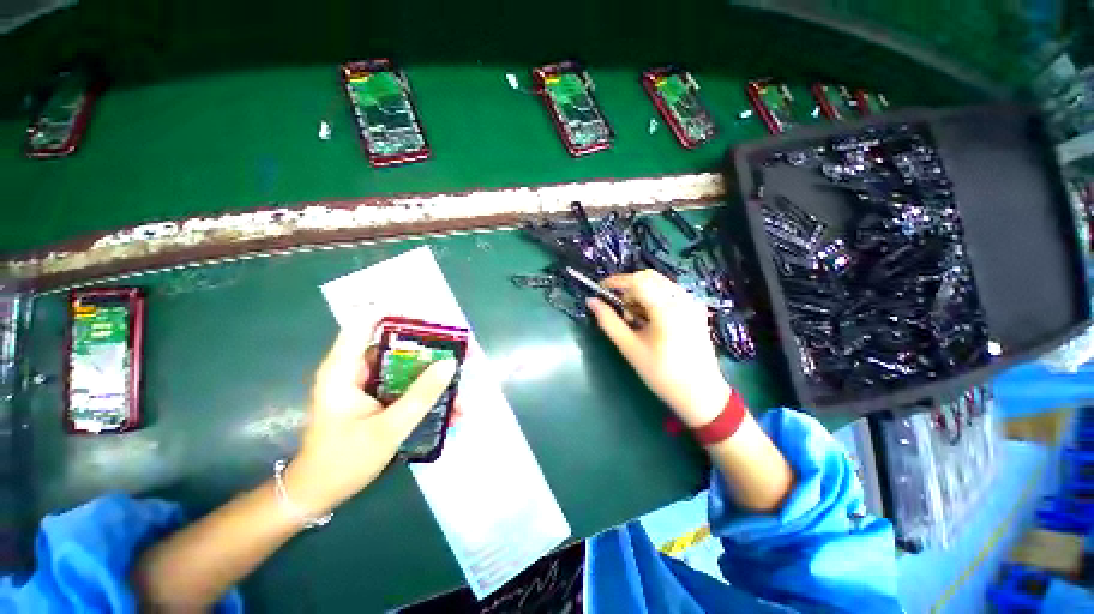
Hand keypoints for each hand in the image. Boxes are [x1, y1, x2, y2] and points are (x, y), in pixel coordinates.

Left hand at [285, 327, 456, 515]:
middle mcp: (355, 370)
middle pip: (395, 344)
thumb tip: (450, 363)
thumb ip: (421, 395)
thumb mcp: (388, 429)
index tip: (431, 319)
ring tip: (460, 389)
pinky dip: (426, 392)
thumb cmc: (344, 461)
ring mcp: (366, 384)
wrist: (318, 495)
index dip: (397, 314)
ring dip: (433, 376)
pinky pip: (405, 386)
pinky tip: (448, 409)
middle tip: (460, 356)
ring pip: (405, 367)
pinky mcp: (375, 397)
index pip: (365, 323)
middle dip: (430, 350)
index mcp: (344, 369)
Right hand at [588, 270, 729, 427]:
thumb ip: (608, 321)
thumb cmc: (661, 374)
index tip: (601, 289)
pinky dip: (654, 297)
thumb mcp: (630, 348)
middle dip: (628, 287)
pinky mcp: (696, 308)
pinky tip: (650, 319)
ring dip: (641, 292)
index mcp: (666, 309)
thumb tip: (591, 301)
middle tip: (619, 308)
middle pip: (649, 277)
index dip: (616, 281)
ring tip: (634, 318)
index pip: (637, 281)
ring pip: (659, 282)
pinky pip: (669, 291)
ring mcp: (692, 302)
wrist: (700, 393)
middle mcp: (682, 299)